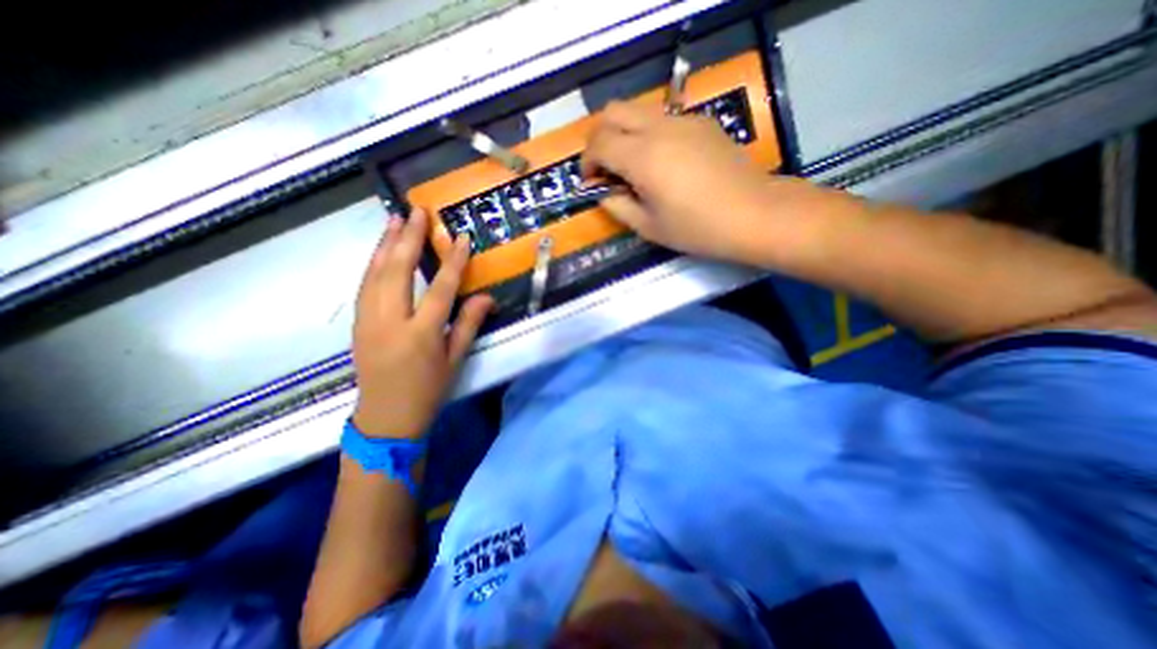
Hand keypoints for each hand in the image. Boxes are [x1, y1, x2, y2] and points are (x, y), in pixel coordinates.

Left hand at [354, 210, 494, 437]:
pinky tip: (379, 249)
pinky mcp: (357, 323)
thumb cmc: (428, 390)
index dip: (452, 262)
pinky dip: (372, 263)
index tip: (460, 237)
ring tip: (394, 219)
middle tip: (417, 212)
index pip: (439, 289)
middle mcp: (390, 321)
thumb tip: (486, 296)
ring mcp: (368, 320)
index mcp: (421, 334)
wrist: (386, 417)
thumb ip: (469, 324)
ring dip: (384, 243)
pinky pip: (364, 285)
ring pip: (374, 273)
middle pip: (397, 271)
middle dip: (408, 238)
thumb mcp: (455, 359)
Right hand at [577, 102, 806, 263]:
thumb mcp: (648, 227)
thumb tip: (601, 191)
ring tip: (632, 167)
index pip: (598, 143)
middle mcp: (659, 128)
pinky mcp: (701, 122)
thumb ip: (617, 205)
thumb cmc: (697, 228)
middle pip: (612, 111)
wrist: (753, 214)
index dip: (587, 163)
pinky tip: (662, 162)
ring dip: (623, 133)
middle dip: (599, 138)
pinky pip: (662, 118)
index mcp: (642, 157)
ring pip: (637, 110)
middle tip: (605, 168)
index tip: (592, 183)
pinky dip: (648, 133)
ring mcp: (683, 120)